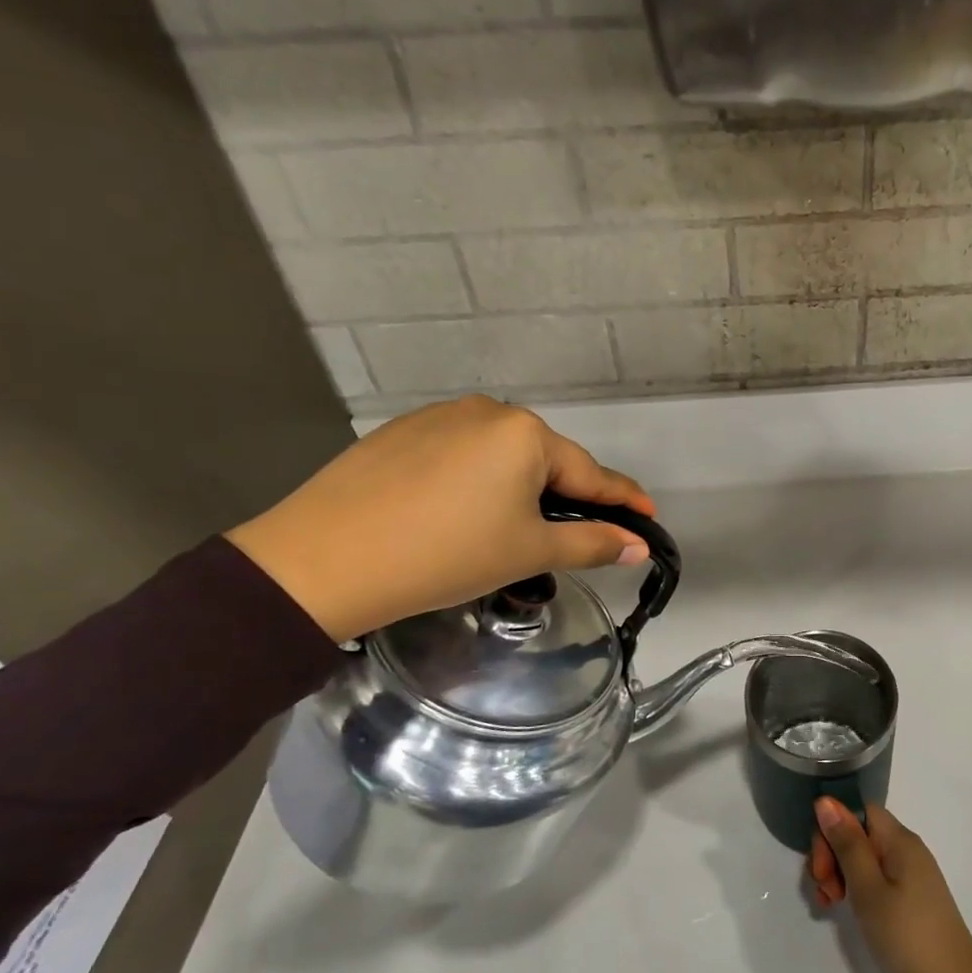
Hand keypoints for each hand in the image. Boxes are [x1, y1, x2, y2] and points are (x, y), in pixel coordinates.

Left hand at [226, 397, 654, 642]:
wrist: (323, 561)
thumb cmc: (445, 554)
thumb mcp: (526, 551)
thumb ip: (591, 543)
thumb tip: (638, 545)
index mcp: (525, 434)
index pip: (590, 474)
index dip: (623, 500)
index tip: (649, 516)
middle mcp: (488, 411)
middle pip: (545, 461)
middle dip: (565, 497)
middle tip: (574, 537)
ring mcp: (440, 416)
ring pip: (501, 457)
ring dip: (519, 489)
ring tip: (509, 530)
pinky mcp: (402, 431)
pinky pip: (461, 455)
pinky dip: (476, 482)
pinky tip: (459, 513)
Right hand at [809, 799, 971, 972]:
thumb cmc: (908, 938)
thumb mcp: (869, 890)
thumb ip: (847, 844)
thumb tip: (825, 801)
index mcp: (899, 840)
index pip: (858, 810)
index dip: (833, 827)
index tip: (821, 864)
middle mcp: (905, 850)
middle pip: (858, 833)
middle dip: (832, 854)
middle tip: (823, 891)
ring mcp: (908, 877)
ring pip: (863, 859)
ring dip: (838, 874)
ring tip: (828, 905)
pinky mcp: (909, 901)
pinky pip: (874, 880)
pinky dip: (854, 891)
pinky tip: (841, 910)